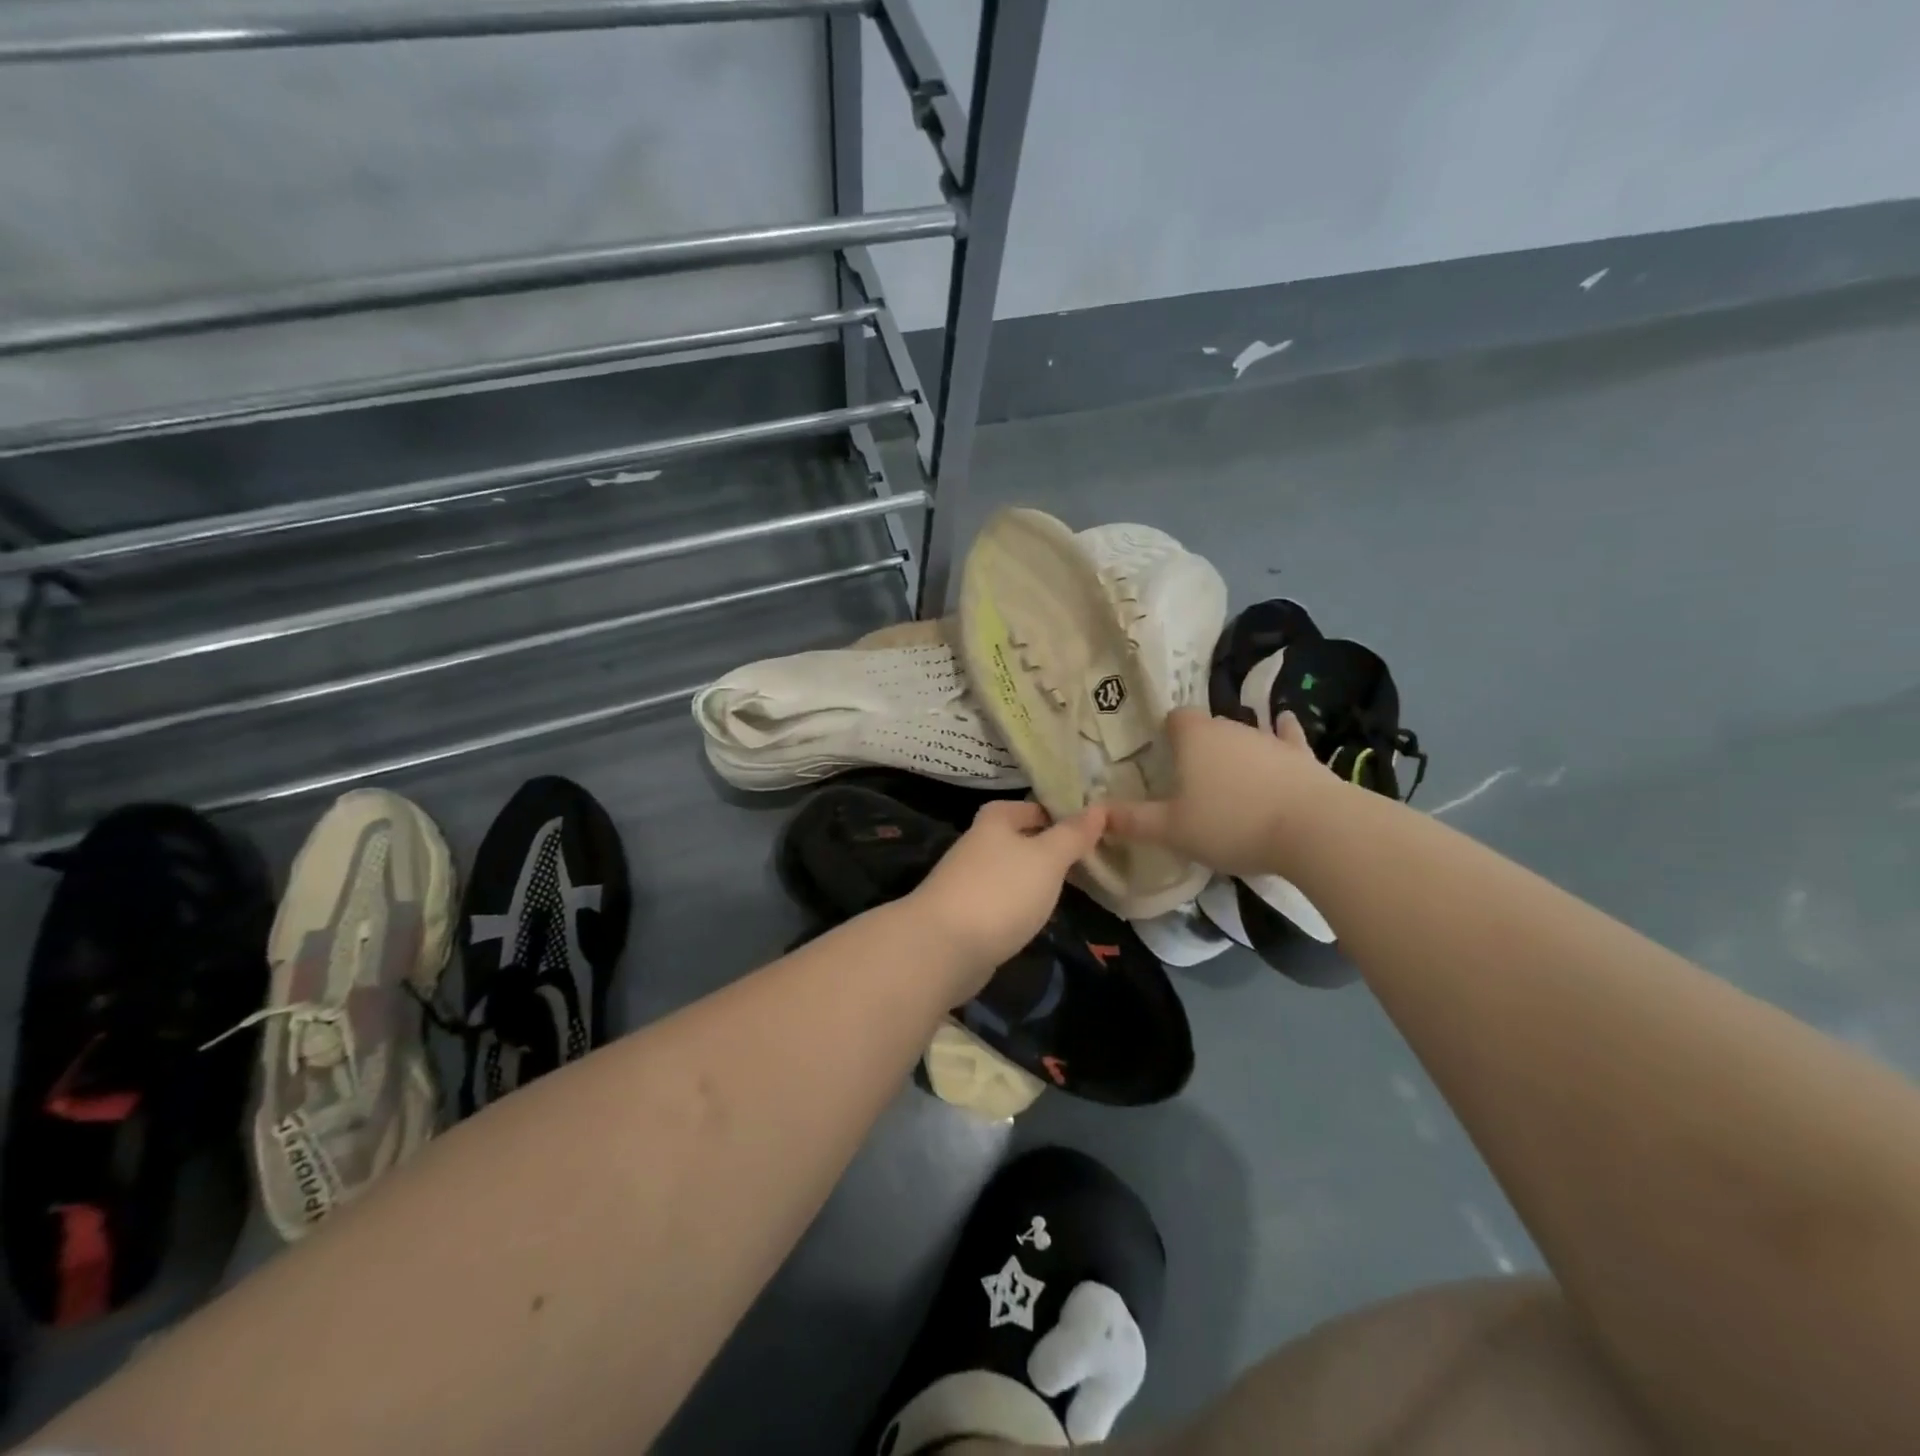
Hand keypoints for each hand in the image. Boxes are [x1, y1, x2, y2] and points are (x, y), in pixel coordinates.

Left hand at [906, 799, 1108, 996]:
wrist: (943, 947)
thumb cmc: (1000, 891)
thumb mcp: (1047, 858)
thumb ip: (1073, 834)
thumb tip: (1099, 807)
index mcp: (995, 819)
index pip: (1034, 806)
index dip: (1062, 814)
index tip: (1095, 830)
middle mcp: (979, 843)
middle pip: (1022, 838)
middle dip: (1052, 848)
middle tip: (1092, 860)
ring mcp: (970, 880)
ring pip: (1013, 871)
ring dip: (1037, 878)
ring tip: (1074, 888)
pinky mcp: (967, 914)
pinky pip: (1003, 900)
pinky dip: (1021, 904)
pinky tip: (1039, 916)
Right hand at [1106, 707, 1332, 876]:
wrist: (1314, 830)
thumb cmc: (1232, 824)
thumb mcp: (1172, 830)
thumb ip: (1132, 821)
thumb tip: (1093, 813)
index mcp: (1195, 738)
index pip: (1175, 717)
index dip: (1166, 733)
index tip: (1162, 756)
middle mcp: (1231, 728)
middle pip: (1208, 727)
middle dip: (1198, 746)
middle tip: (1190, 778)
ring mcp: (1269, 739)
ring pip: (1244, 734)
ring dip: (1235, 750)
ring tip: (1229, 779)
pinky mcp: (1302, 756)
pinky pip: (1287, 736)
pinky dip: (1282, 735)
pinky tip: (1284, 728)